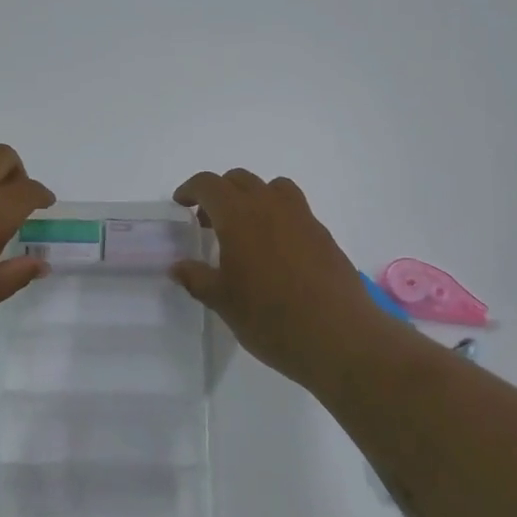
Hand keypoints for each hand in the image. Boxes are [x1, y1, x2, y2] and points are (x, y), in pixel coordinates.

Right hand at [171, 169, 401, 388]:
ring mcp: (302, 217)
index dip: (191, 189)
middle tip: (208, 222)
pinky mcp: (323, 235)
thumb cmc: (270, 318)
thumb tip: (177, 266)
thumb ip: (196, 278)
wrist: (339, 336)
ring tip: (245, 229)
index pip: (209, 184)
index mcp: (239, 216)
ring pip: (272, 187)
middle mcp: (270, 206)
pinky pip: (294, 209)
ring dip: (252, 197)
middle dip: (219, 192)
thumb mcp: (223, 302)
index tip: (181, 204)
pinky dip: (277, 216)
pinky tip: (274, 251)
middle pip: (239, 179)